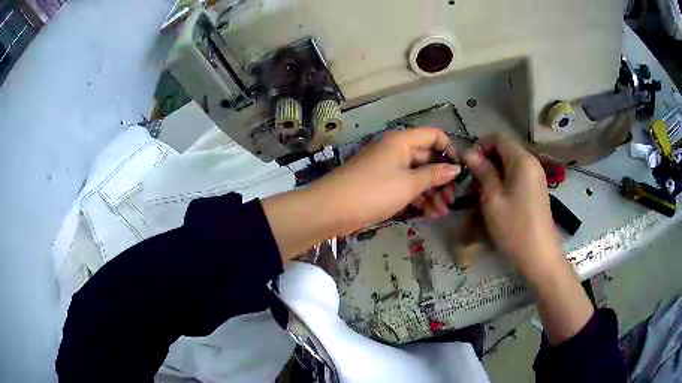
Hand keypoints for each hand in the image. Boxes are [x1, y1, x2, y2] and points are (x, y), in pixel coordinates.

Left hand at [311, 128, 460, 234]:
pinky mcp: (381, 185)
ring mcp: (387, 168)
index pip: (433, 135)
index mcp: (402, 141)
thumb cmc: (373, 191)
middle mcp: (396, 150)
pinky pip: (405, 187)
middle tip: (452, 200)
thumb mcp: (409, 183)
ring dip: (431, 193)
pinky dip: (417, 199)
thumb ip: (434, 175)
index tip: (460, 170)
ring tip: (442, 213)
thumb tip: (455, 168)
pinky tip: (429, 215)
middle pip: (427, 158)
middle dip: (441, 178)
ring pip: (417, 176)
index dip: (449, 149)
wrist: (331, 209)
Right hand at [462, 133, 592, 344]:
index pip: (498, 137)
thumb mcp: (492, 198)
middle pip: (504, 149)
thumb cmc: (514, 227)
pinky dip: (503, 182)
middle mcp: (531, 163)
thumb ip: (482, 171)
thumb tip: (468, 152)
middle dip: (485, 161)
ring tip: (480, 195)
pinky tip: (495, 201)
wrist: (539, 255)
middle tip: (471, 185)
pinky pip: (517, 176)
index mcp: (522, 160)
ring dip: (492, 174)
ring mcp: (535, 176)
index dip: (480, 145)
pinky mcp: (536, 189)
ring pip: (509, 164)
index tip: (468, 166)